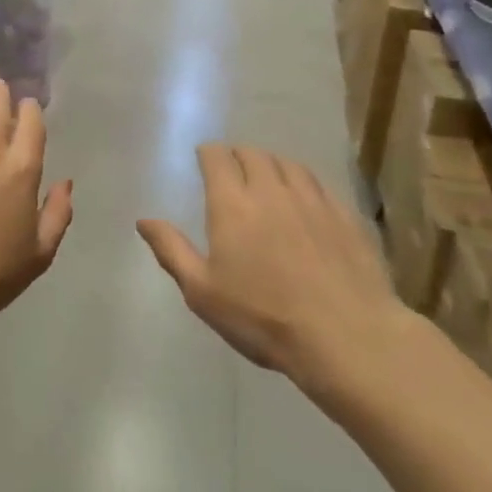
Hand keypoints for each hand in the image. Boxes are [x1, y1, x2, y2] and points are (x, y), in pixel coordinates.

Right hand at [136, 145, 410, 412]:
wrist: (347, 337)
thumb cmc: (263, 318)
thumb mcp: (203, 292)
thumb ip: (171, 250)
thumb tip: (144, 220)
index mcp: (232, 204)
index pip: (217, 157)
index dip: (208, 153)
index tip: (204, 160)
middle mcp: (271, 190)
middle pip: (252, 154)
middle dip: (237, 156)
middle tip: (232, 172)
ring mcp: (312, 200)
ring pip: (287, 163)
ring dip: (271, 164)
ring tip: (267, 178)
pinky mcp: (345, 215)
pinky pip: (318, 183)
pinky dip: (303, 181)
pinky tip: (304, 199)